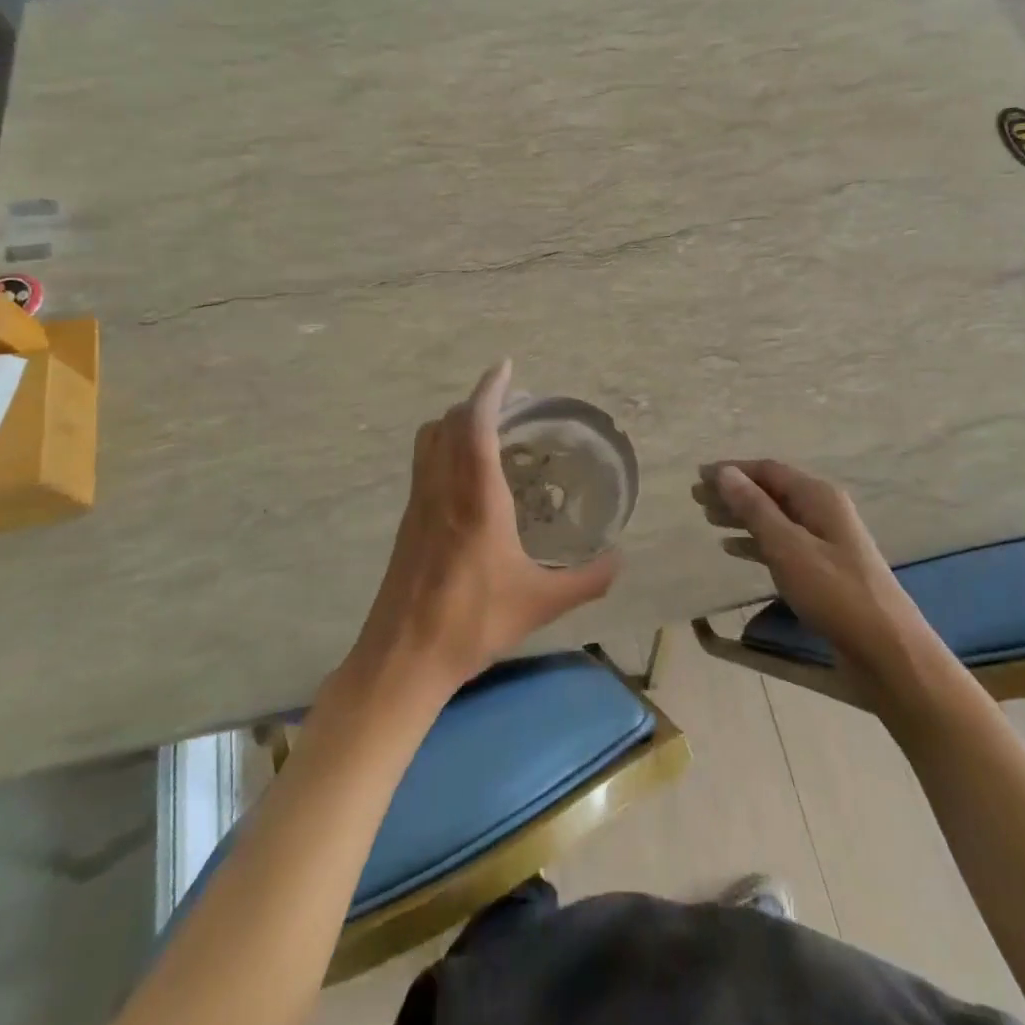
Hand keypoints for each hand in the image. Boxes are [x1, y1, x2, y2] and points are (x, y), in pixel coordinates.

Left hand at [342, 361, 619, 708]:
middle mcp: (443, 489)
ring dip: (456, 422)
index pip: (477, 425)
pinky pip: (424, 463)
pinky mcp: (407, 521)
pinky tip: (467, 477)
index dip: (490, 390)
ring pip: (430, 440)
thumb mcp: (540, 603)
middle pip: (449, 423)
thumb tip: (621, 561)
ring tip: (488, 431)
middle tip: (510, 404)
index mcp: (476, 498)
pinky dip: (444, 447)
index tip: (505, 367)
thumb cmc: (473, 623)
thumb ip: (587, 580)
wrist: (403, 657)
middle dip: (477, 403)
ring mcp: (419, 503)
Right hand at [696, 460, 925, 684]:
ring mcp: (825, 541)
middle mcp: (823, 511)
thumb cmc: (835, 594)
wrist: (887, 651)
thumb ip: (755, 508)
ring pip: (774, 518)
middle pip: (770, 492)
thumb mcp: (788, 547)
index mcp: (818, 497)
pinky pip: (782, 544)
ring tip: (708, 519)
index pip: (767, 470)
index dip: (732, 471)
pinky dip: (756, 542)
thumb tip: (724, 472)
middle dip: (733, 492)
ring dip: (742, 516)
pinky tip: (733, 549)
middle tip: (696, 498)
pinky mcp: (823, 569)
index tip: (698, 476)